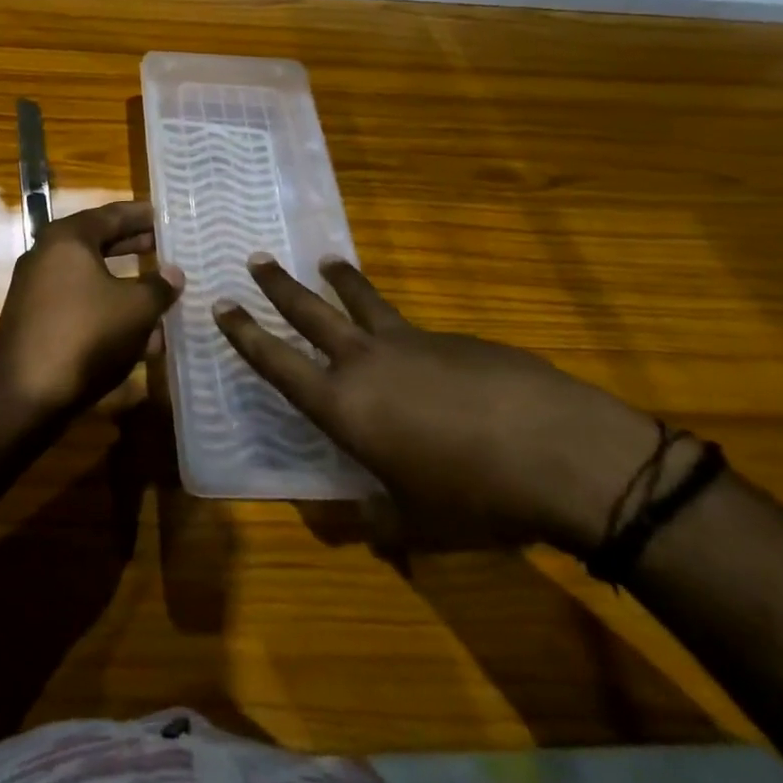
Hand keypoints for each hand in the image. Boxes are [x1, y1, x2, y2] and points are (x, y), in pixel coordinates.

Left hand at [0, 201, 183, 420]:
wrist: (26, 395)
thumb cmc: (85, 336)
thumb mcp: (135, 309)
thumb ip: (159, 286)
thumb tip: (173, 273)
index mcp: (67, 239)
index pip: (111, 214)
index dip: (140, 215)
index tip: (164, 215)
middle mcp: (45, 255)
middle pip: (97, 242)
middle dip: (132, 245)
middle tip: (162, 245)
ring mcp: (35, 289)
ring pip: (89, 276)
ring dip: (123, 282)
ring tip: (157, 288)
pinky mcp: (34, 320)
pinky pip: (78, 303)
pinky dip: (106, 308)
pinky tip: (135, 331)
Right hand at [214, 256, 661, 555]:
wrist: (560, 453)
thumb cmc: (474, 497)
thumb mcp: (417, 522)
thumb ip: (378, 517)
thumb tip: (356, 520)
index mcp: (343, 405)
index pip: (277, 363)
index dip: (245, 335)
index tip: (222, 306)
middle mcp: (366, 362)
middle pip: (310, 312)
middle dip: (279, 286)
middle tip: (257, 259)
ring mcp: (413, 343)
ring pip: (364, 301)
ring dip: (340, 280)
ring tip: (327, 260)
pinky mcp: (457, 339)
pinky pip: (417, 329)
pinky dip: (405, 329)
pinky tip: (427, 351)